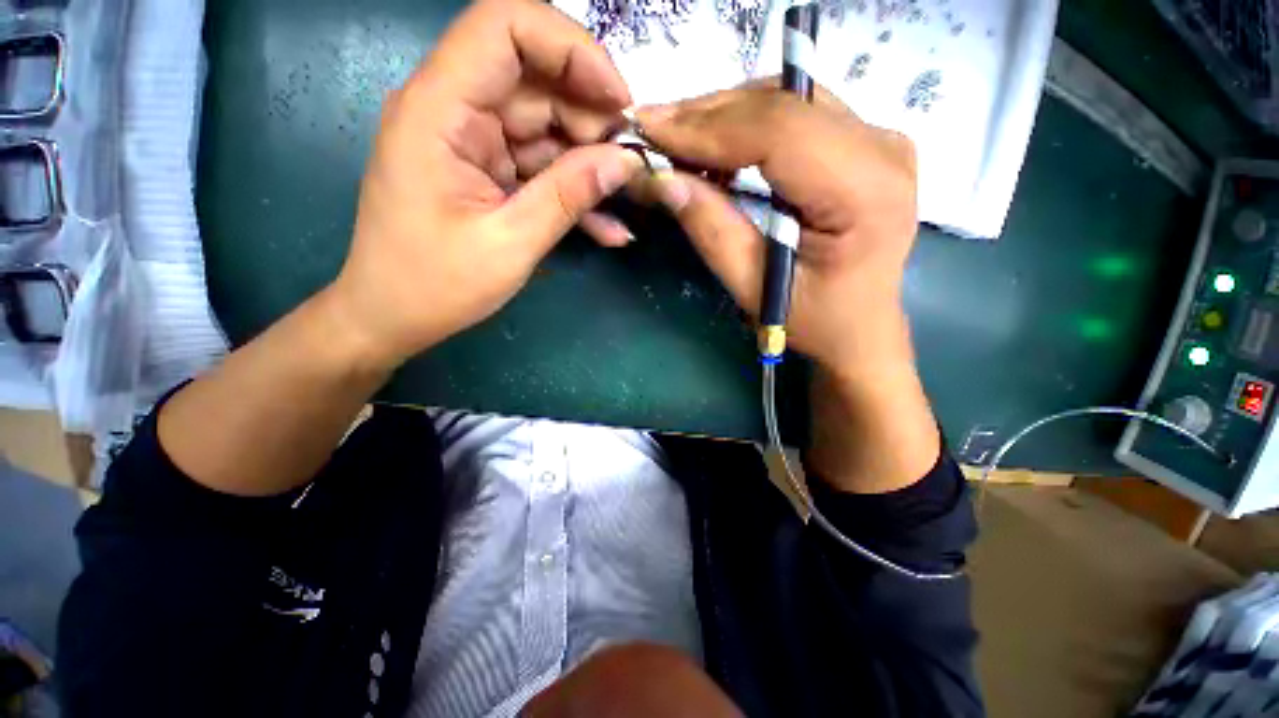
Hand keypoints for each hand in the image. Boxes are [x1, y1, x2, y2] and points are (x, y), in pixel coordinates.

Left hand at [326, 0, 644, 369]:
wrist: (393, 317)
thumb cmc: (436, 285)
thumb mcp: (511, 244)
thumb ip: (568, 196)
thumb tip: (625, 161)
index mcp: (439, 109)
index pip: (505, 26)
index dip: (571, 48)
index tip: (619, 100)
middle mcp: (453, 109)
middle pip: (535, 79)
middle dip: (590, 118)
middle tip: (627, 167)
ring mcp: (472, 142)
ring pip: (545, 126)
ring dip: (589, 162)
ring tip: (623, 201)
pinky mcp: (487, 171)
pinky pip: (539, 166)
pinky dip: (573, 191)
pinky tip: (607, 228)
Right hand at [635, 84, 917, 374]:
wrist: (859, 327)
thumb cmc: (811, 320)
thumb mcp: (753, 286)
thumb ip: (711, 230)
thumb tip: (664, 179)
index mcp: (865, 191)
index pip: (778, 132)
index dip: (708, 128)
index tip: (651, 130)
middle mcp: (883, 149)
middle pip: (783, 104)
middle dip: (708, 115)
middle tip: (653, 128)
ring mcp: (880, 138)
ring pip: (788, 98)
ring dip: (725, 115)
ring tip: (678, 137)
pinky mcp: (866, 142)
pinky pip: (798, 112)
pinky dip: (748, 122)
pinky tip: (716, 146)